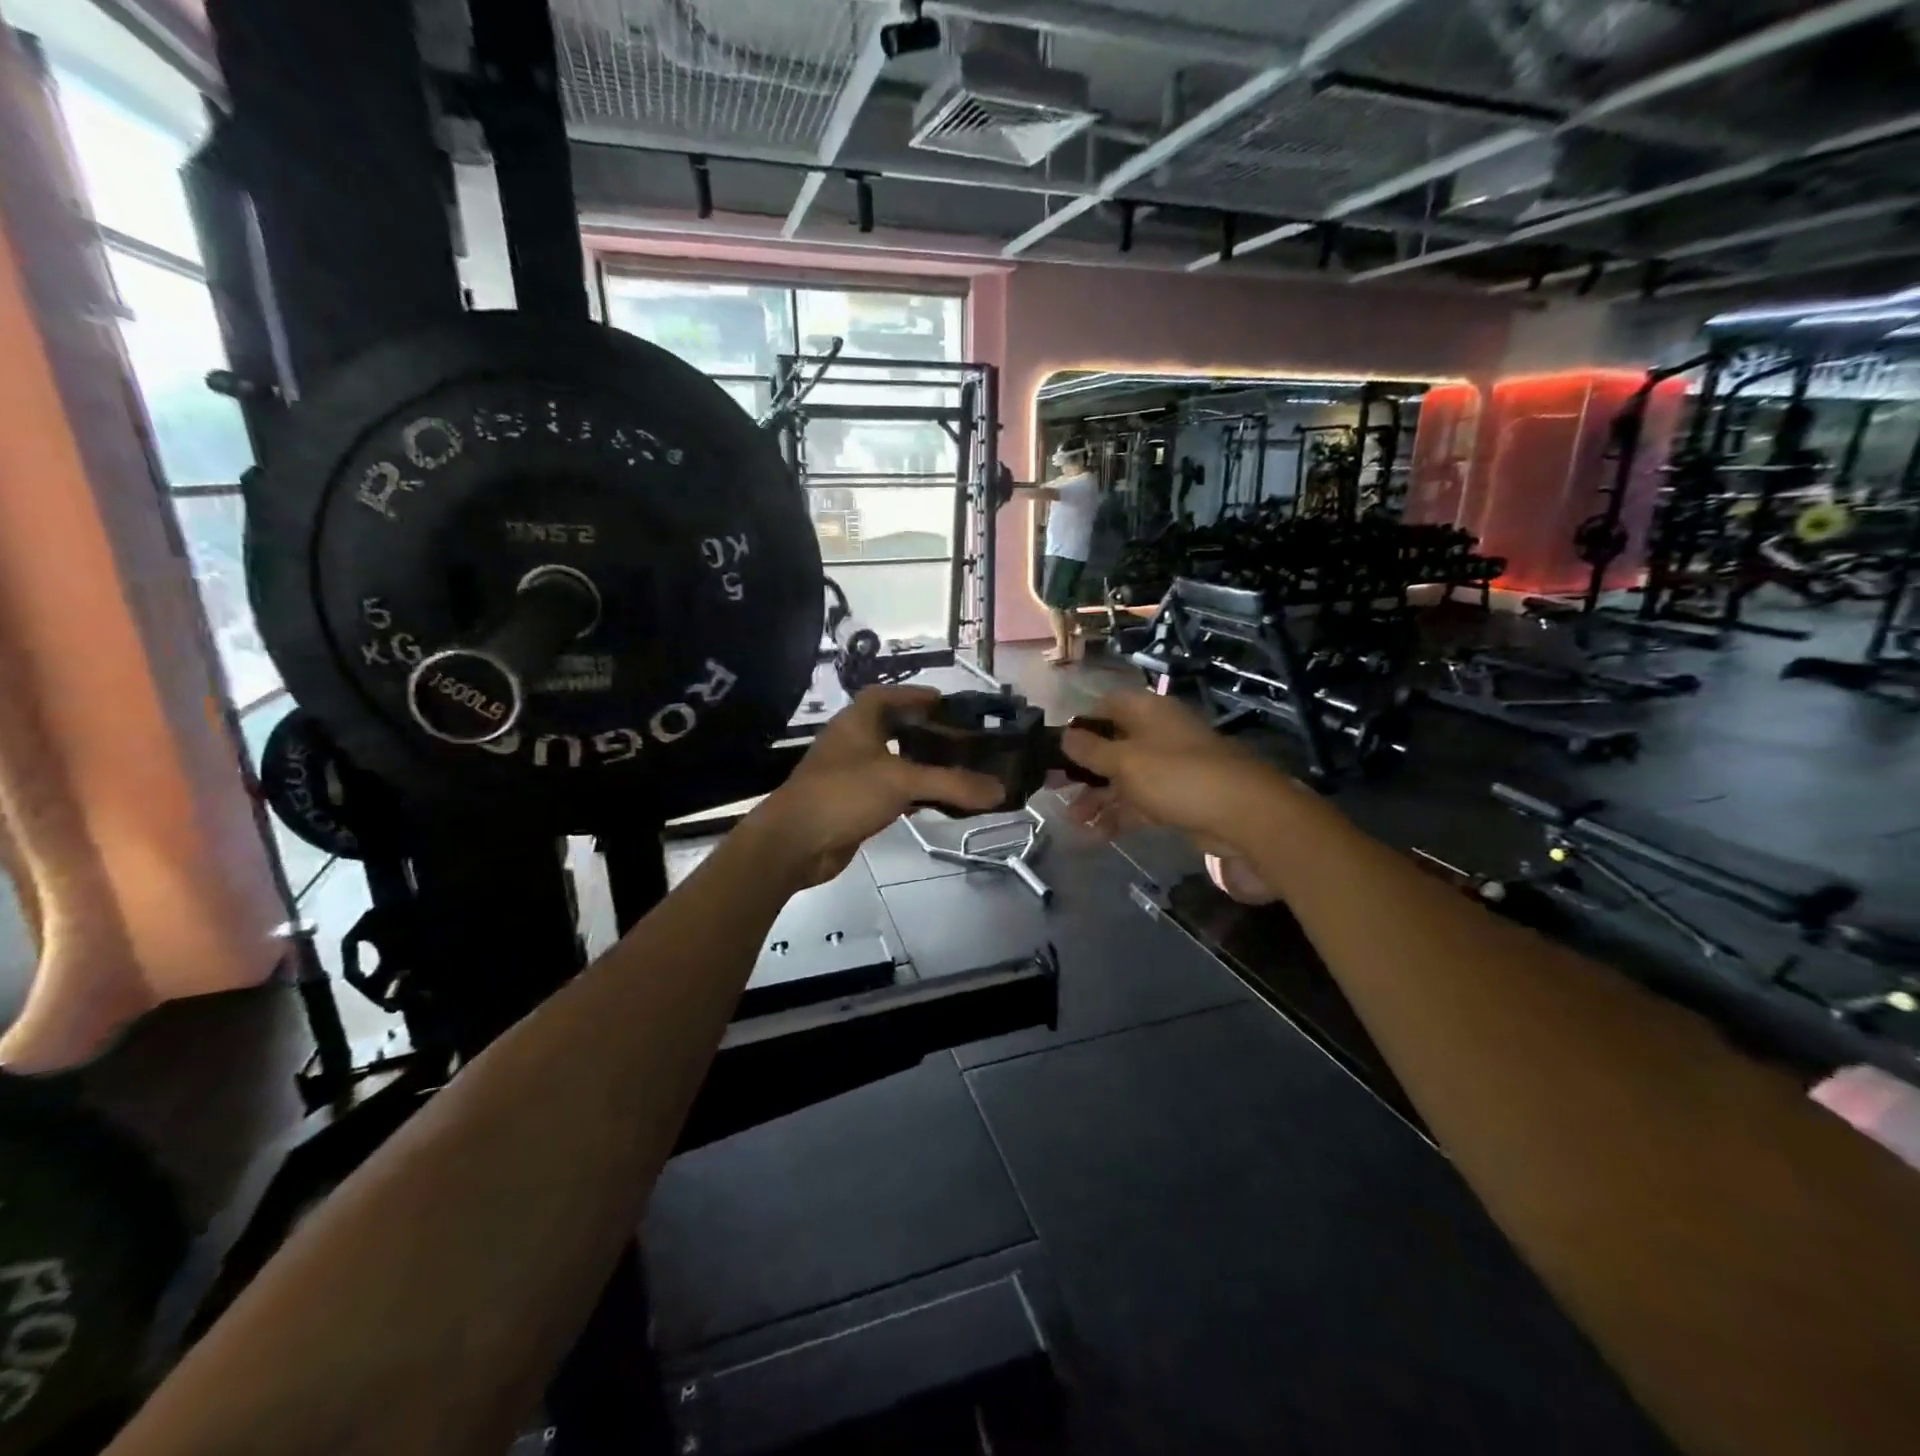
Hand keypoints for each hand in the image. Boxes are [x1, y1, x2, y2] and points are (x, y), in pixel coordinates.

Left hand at [750, 686, 1004, 888]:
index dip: (916, 695)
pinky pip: (889, 791)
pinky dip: (912, 793)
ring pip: (893, 762)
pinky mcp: (853, 803)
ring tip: (957, 769)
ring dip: (920, 765)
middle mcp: (852, 742)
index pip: (887, 695)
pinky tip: (935, 802)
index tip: (947, 704)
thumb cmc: (844, 794)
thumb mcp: (901, 781)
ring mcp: (850, 774)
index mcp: (857, 721)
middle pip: (893, 728)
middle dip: (925, 732)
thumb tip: (1000, 791)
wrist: (794, 843)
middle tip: (961, 740)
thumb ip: (952, 783)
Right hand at [1058, 690, 1297, 863]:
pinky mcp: (1177, 799)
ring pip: (1123, 778)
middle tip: (1054, 788)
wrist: (1244, 815)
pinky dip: (1118, 816)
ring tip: (1072, 820)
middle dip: (1083, 769)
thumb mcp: (1125, 761)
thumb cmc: (1177, 776)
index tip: (1057, 746)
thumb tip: (1064, 735)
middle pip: (1112, 745)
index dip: (1081, 723)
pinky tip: (1095, 835)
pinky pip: (1139, 803)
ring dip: (1097, 798)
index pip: (1106, 705)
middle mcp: (1157, 735)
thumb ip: (1090, 750)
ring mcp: (1169, 768)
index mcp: (1147, 712)